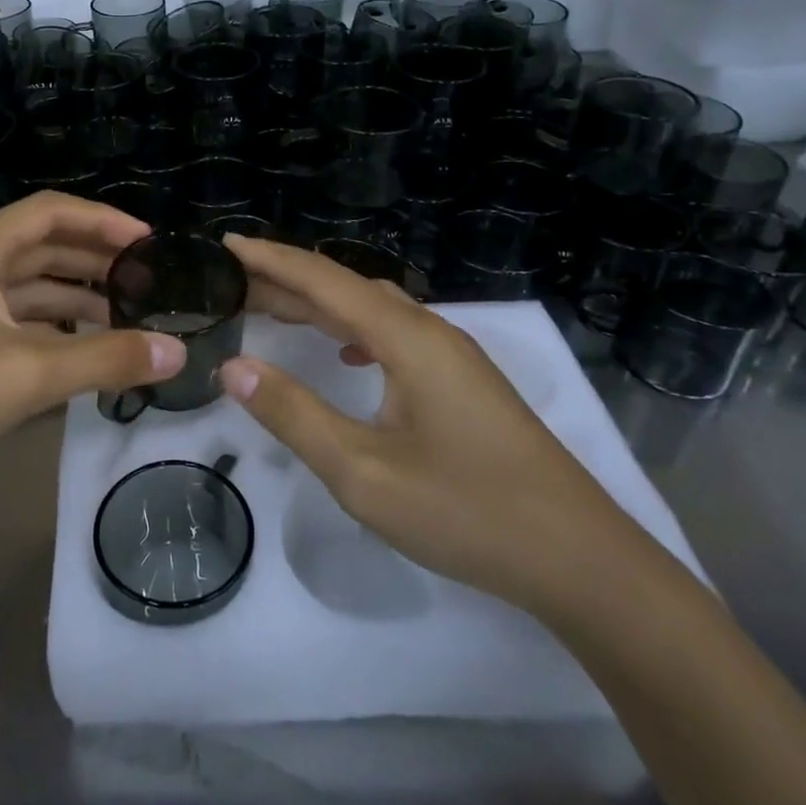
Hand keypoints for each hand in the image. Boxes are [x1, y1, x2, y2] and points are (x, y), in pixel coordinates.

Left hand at [0, 193, 184, 525]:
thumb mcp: (26, 374)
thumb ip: (106, 360)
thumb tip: (178, 352)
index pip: (50, 213)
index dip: (103, 220)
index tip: (150, 243)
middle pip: (42, 248)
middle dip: (95, 261)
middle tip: (148, 283)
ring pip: (28, 289)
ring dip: (76, 300)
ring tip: (128, 321)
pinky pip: (13, 323)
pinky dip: (50, 332)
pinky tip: (82, 354)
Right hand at [220, 235, 646, 618]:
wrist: (581, 560)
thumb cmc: (468, 513)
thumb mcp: (364, 472)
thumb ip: (294, 414)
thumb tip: (234, 365)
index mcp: (407, 338)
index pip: (324, 280)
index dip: (270, 259)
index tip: (223, 244)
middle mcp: (430, 331)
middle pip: (346, 288)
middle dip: (286, 281)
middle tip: (231, 284)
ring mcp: (453, 356)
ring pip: (372, 310)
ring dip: (320, 305)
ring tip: (271, 310)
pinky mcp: (463, 382)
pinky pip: (394, 334)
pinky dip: (353, 331)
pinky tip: (344, 356)